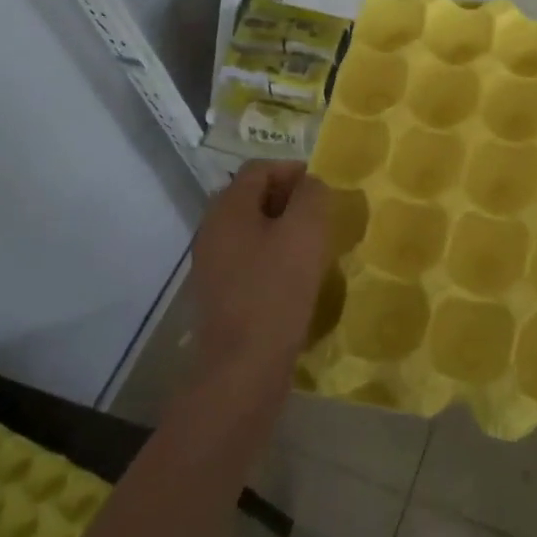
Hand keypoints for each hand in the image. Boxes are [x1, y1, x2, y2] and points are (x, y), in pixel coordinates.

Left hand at [187, 161, 328, 393]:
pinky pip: (249, 258)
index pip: (259, 168)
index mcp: (228, 209)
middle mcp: (213, 230)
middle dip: (289, 199)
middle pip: (252, 196)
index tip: (323, 189)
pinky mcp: (221, 292)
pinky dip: (273, 256)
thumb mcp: (305, 232)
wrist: (242, 367)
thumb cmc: (276, 291)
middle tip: (321, 216)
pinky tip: (296, 276)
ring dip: (283, 229)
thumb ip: (312, 196)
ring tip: (314, 246)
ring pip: (252, 229)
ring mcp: (212, 263)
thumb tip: (310, 185)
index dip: (293, 170)